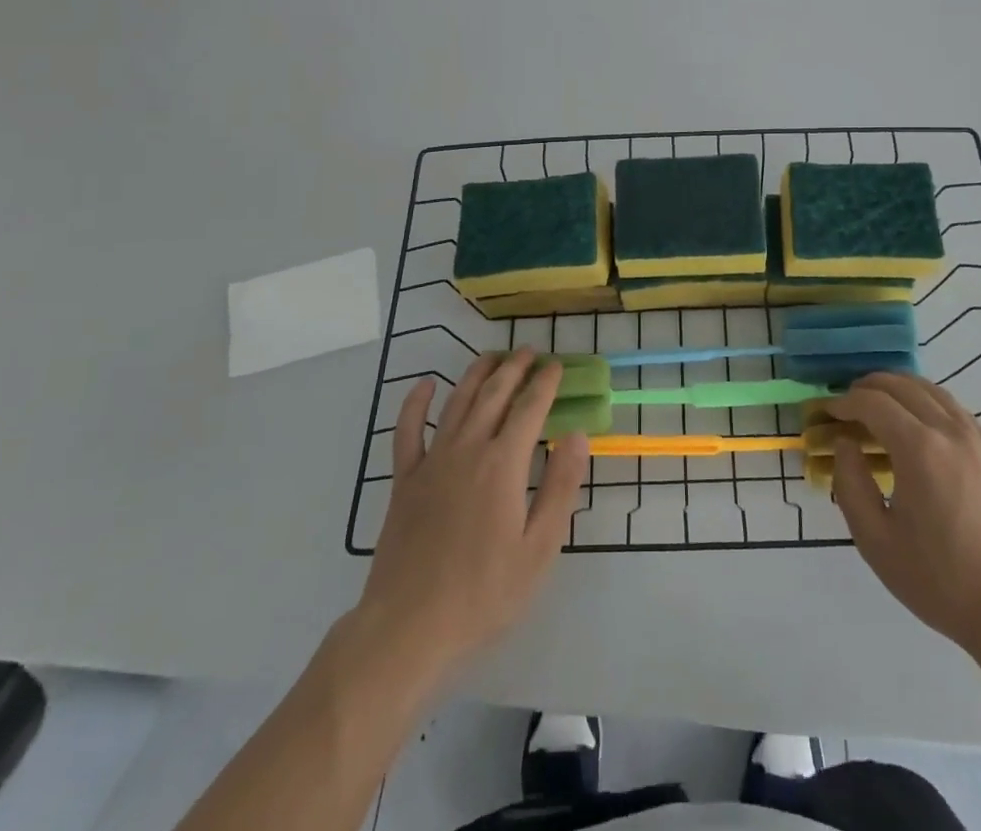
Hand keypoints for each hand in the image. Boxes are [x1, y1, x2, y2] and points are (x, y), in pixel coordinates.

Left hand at [354, 352, 589, 685]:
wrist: (408, 628)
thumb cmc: (483, 594)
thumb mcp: (538, 549)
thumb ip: (560, 487)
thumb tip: (576, 435)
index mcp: (503, 464)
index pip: (530, 408)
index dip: (545, 383)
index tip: (557, 366)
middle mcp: (468, 449)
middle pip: (494, 394)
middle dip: (515, 368)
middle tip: (530, 352)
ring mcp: (432, 461)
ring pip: (457, 402)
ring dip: (477, 374)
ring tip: (493, 356)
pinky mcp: (404, 480)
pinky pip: (408, 430)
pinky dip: (416, 403)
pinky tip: (426, 385)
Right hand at [828, 373, 980, 667]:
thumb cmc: (939, 580)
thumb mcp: (876, 540)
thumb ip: (851, 484)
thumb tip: (845, 444)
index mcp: (918, 448)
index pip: (872, 402)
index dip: (844, 402)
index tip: (827, 414)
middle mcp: (949, 431)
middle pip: (902, 386)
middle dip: (868, 387)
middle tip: (847, 404)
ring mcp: (978, 439)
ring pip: (932, 390)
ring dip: (899, 388)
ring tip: (879, 403)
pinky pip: (955, 409)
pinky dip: (928, 401)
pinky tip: (919, 422)